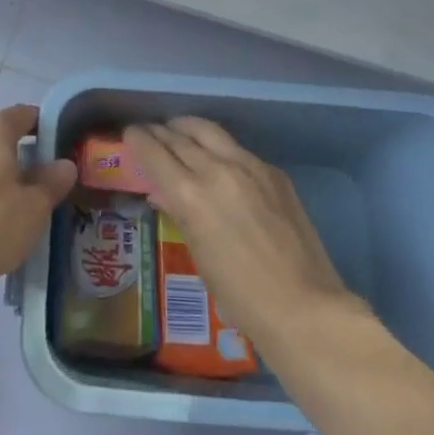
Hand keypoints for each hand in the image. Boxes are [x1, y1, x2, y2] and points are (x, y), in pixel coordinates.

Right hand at [125, 117, 351, 345]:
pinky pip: (237, 149)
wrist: (303, 306)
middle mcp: (216, 169)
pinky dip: (219, 147)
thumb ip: (180, 213)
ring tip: (178, 130)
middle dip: (160, 131)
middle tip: (150, 132)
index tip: (130, 134)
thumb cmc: (240, 295)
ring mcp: (249, 166)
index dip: (138, 139)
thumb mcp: (198, 255)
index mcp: (190, 194)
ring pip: (209, 131)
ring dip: (187, 128)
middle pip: (179, 136)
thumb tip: (162, 192)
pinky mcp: (273, 171)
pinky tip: (218, 157)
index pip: (154, 151)